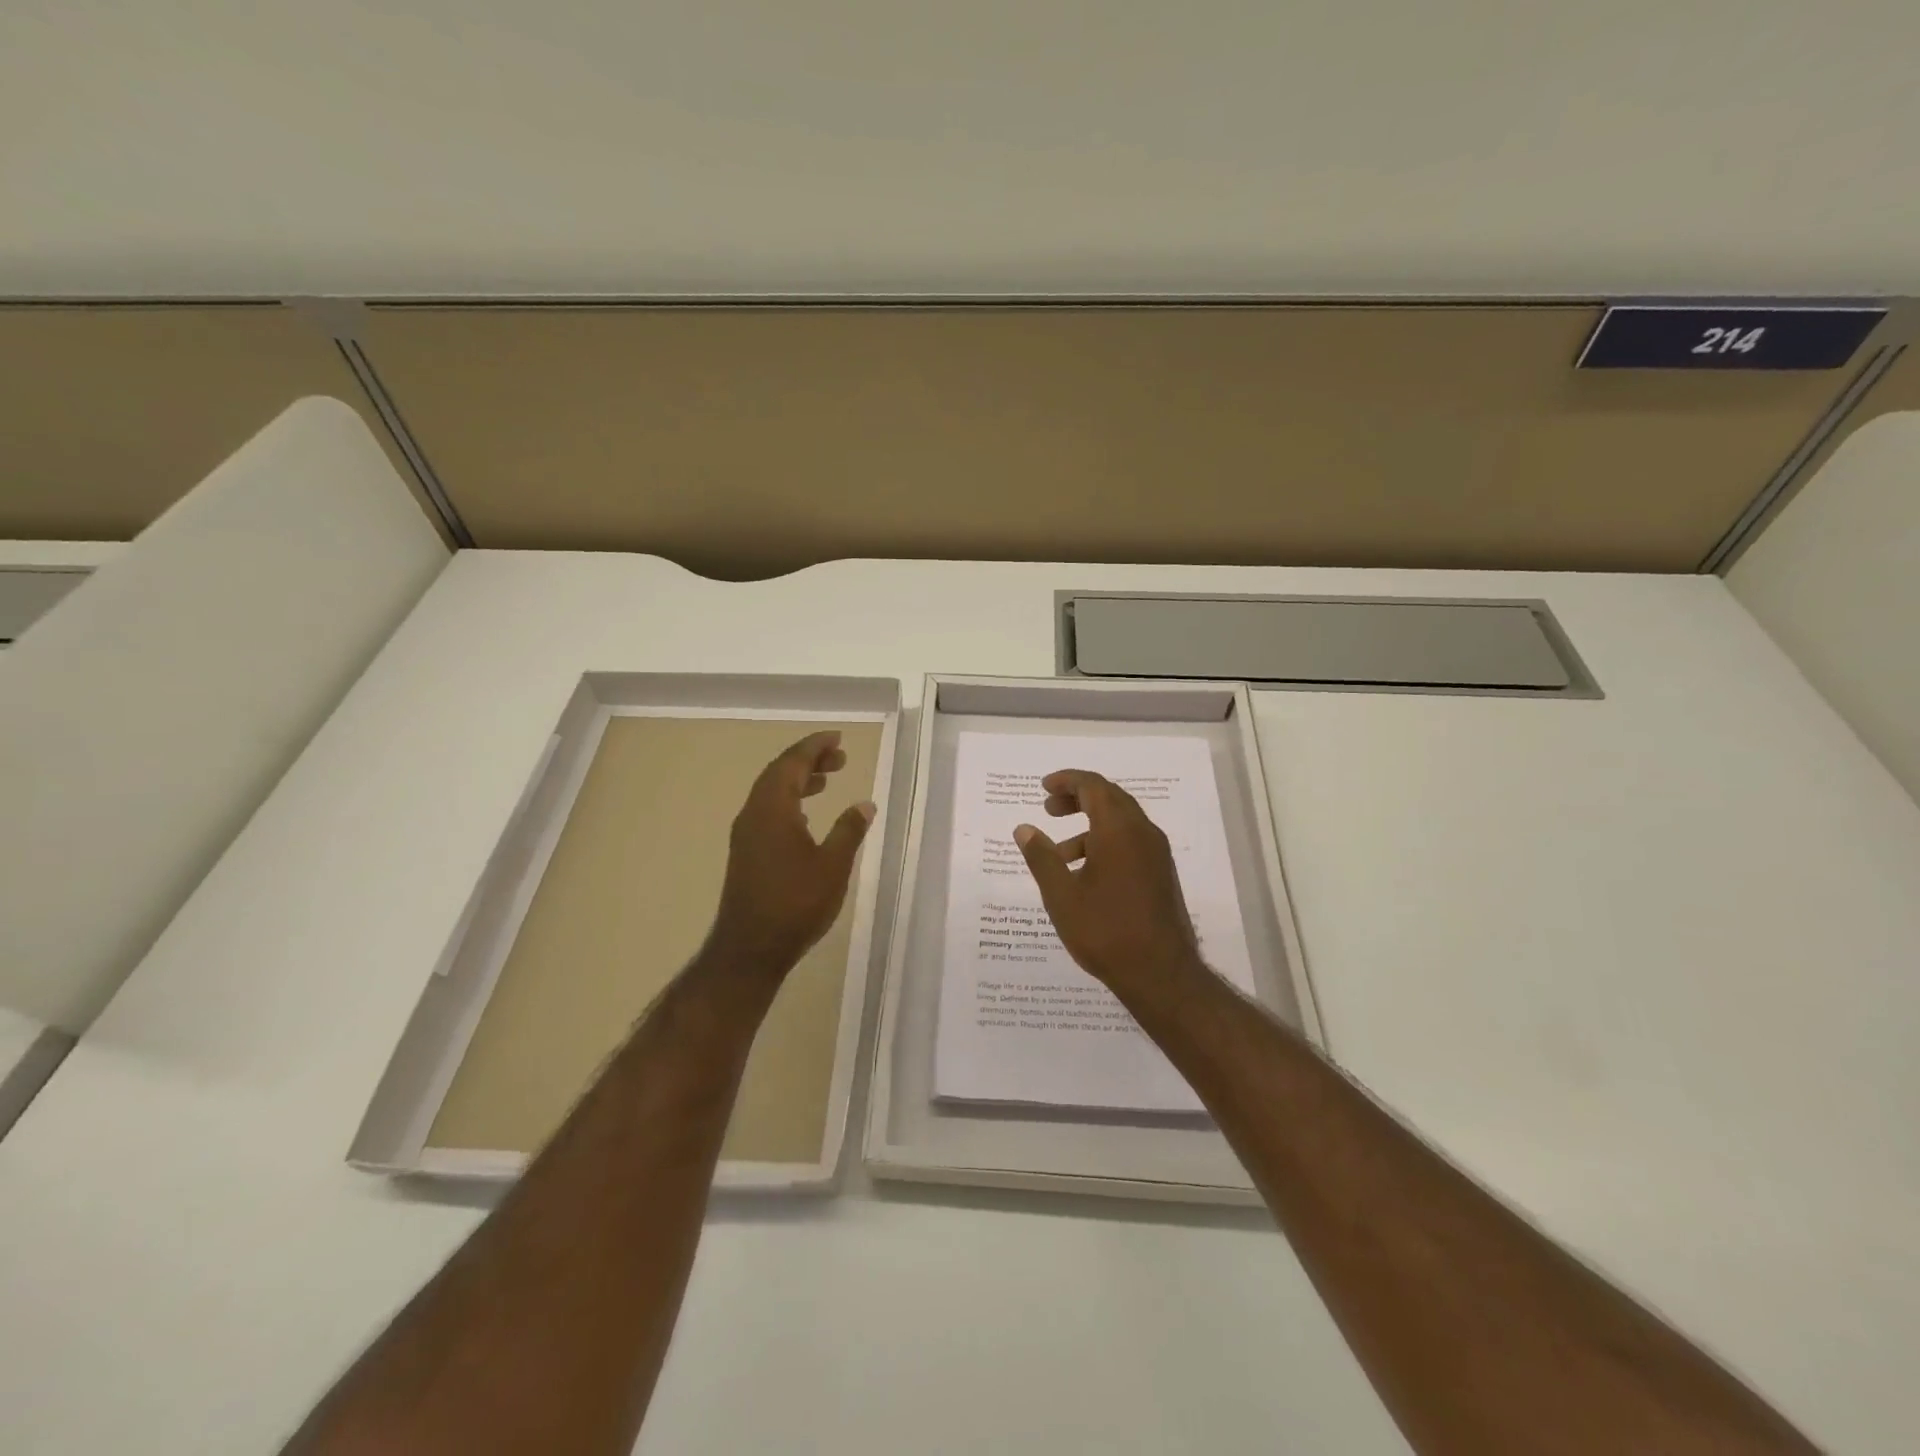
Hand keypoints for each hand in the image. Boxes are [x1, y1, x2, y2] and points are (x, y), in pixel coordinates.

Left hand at [706, 730, 875, 977]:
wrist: (750, 949)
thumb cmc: (795, 904)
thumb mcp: (832, 866)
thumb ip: (849, 831)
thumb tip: (864, 804)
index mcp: (772, 809)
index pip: (792, 763)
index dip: (814, 747)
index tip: (836, 738)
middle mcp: (754, 814)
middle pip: (779, 773)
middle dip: (808, 761)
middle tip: (840, 758)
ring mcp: (746, 834)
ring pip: (771, 793)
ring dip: (798, 781)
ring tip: (827, 779)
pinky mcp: (746, 852)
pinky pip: (768, 811)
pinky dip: (789, 802)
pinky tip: (806, 817)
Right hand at [1014, 769, 1205, 998]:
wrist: (1161, 974)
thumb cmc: (1105, 931)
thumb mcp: (1061, 895)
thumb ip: (1041, 857)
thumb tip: (1024, 829)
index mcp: (1119, 830)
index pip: (1093, 786)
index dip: (1067, 781)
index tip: (1044, 787)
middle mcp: (1143, 833)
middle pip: (1110, 798)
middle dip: (1078, 798)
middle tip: (1049, 808)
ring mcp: (1157, 854)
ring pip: (1121, 822)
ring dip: (1090, 825)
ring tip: (1060, 854)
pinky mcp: (1162, 873)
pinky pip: (1132, 842)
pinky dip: (1106, 842)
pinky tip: (1086, 874)